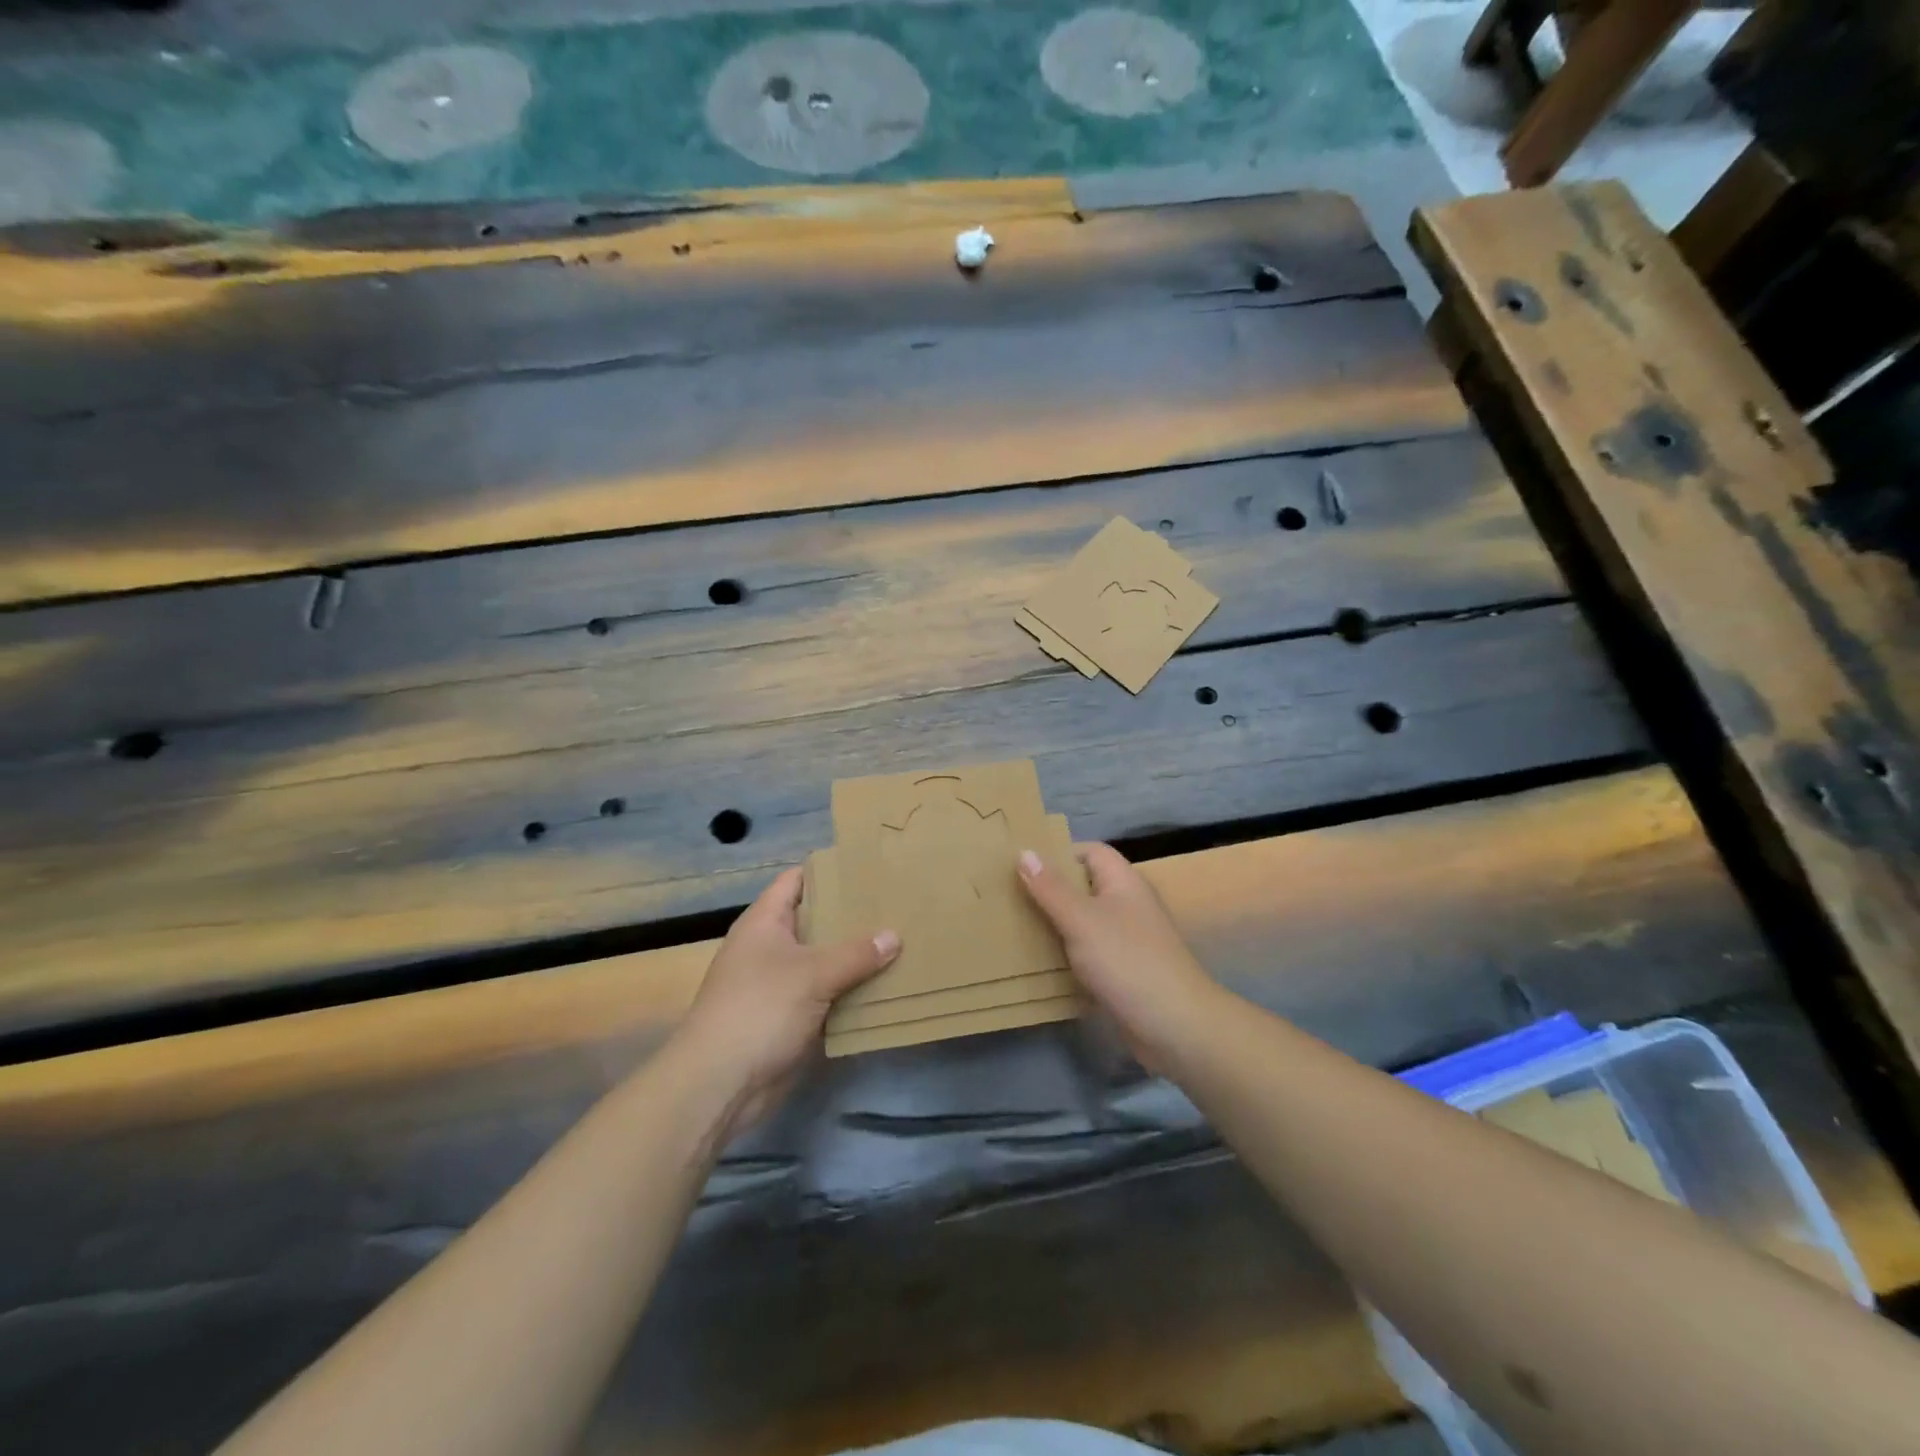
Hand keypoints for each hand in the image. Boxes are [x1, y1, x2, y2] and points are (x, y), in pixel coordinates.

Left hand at [677, 867, 898, 1135]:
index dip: (829, 869)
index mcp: (765, 922)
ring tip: (901, 940)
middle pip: (815, 919)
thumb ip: (856, 953)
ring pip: (824, 959)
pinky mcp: (790, 1017)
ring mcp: (779, 984)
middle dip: (852, 914)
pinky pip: (826, 994)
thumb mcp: (812, 974)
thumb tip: (894, 936)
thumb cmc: (759, 1010)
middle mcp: (770, 947)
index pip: (797, 880)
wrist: (719, 1084)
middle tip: (896, 904)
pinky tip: (885, 986)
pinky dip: (850, 990)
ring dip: (855, 956)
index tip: (868, 865)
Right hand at [1018, 843, 1220, 1069]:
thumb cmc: (1127, 961)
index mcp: (1123, 882)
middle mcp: (1128, 905)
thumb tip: (1025, 851)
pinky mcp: (1124, 971)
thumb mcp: (1081, 920)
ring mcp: (1128, 940)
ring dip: (1056, 924)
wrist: (1174, 1026)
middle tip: (1010, 895)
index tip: (1023, 865)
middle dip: (1050, 890)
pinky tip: (1040, 963)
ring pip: (1085, 922)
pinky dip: (1067, 954)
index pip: (1091, 851)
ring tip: (1016, 926)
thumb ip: (1051, 888)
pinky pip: (1089, 953)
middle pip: (1085, 886)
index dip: (1059, 853)